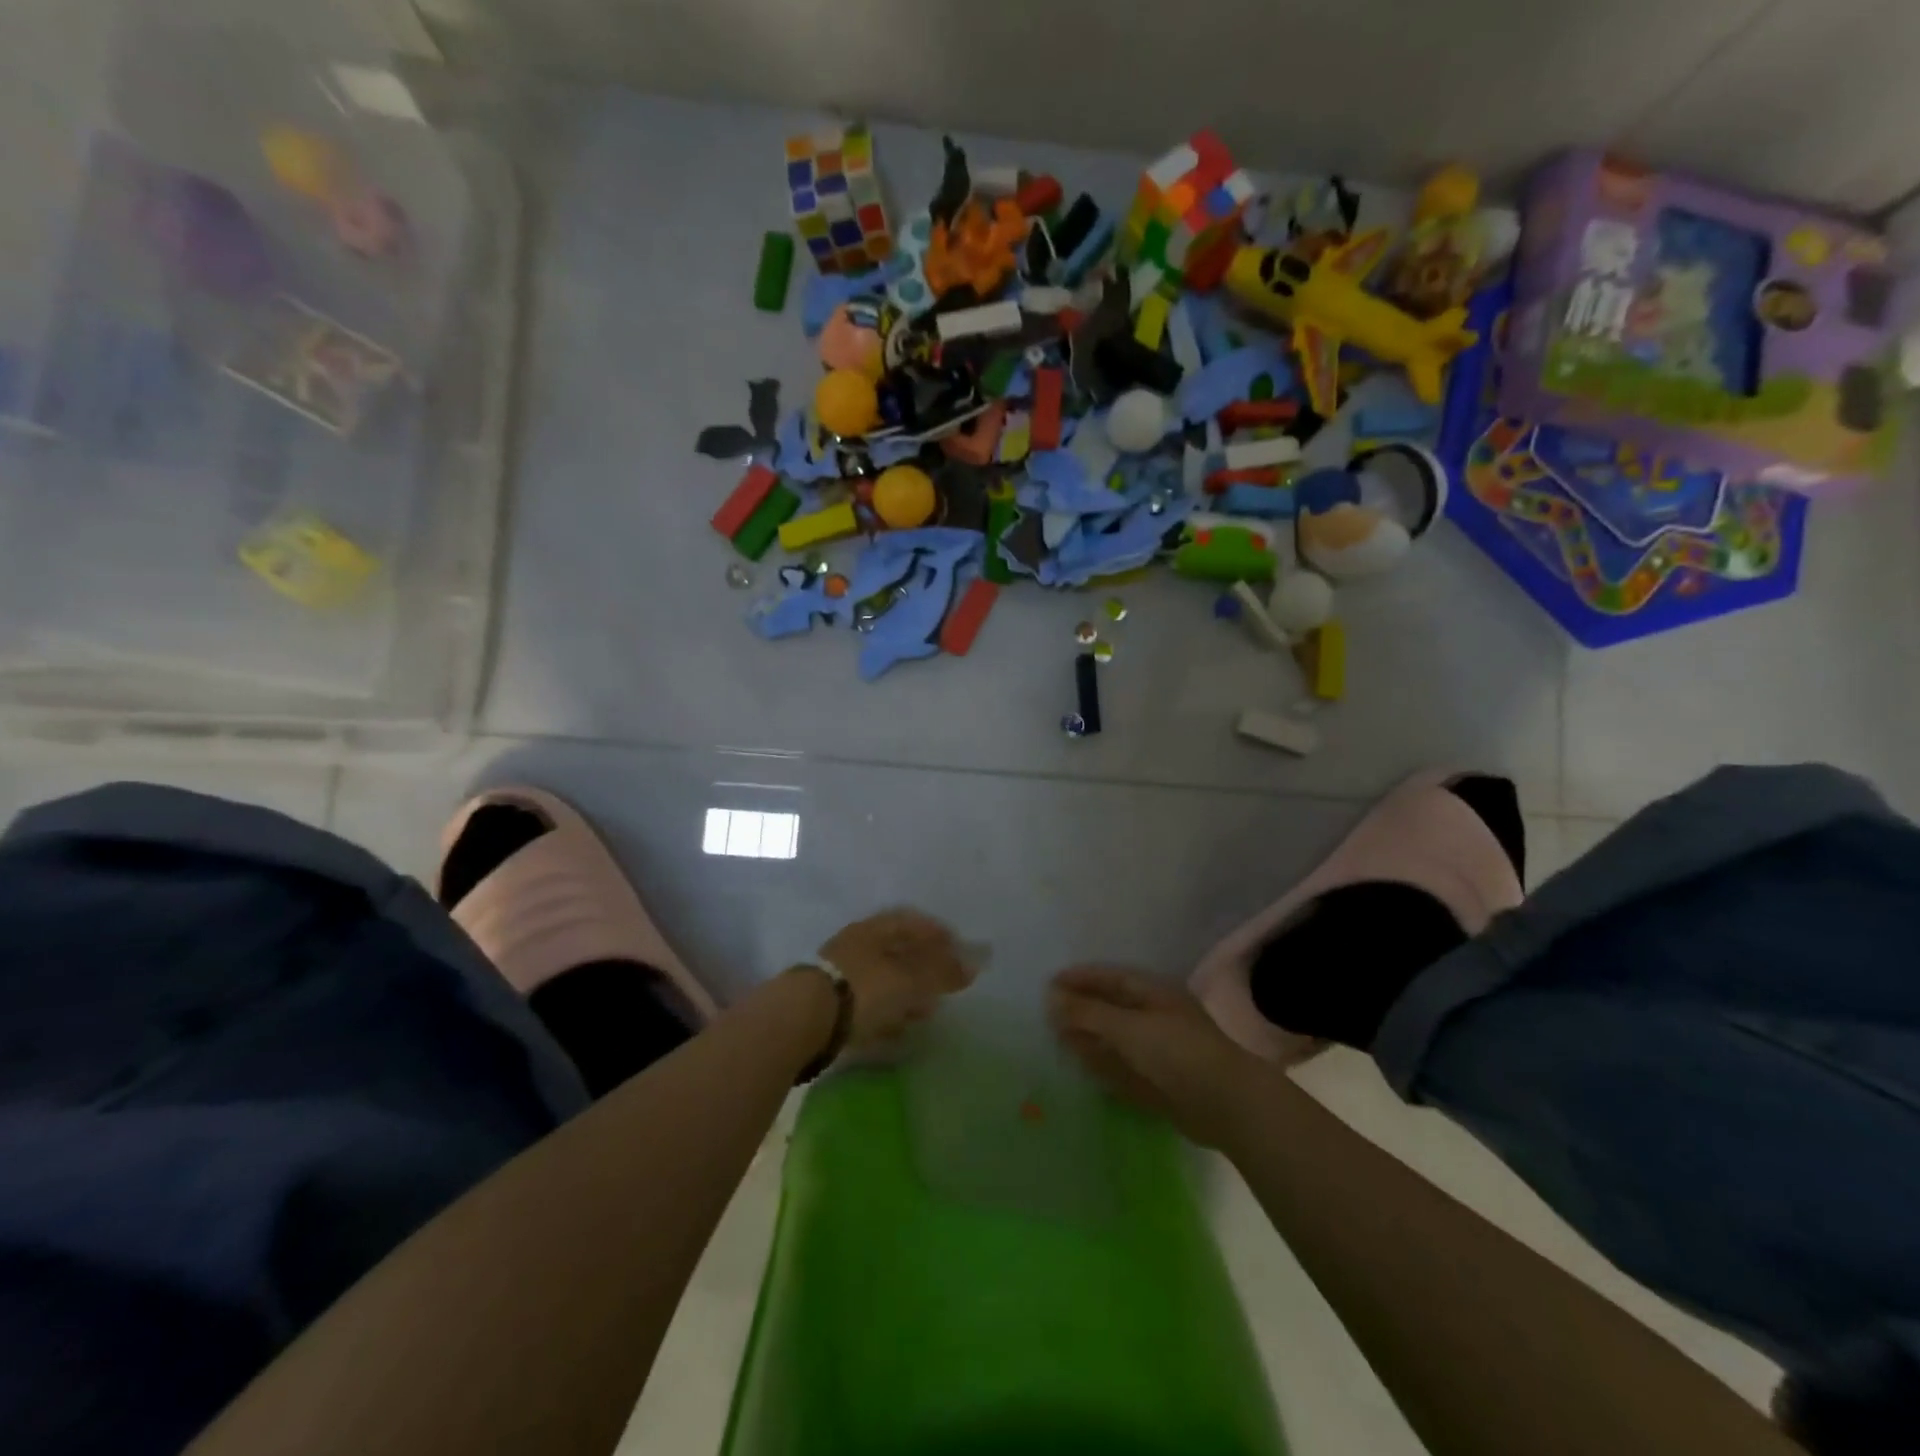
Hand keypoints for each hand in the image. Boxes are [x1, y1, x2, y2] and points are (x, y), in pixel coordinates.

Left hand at [820, 909, 976, 1050]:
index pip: (912, 922)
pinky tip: (899, 1028)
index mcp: (875, 929)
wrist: (804, 1020)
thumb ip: (942, 972)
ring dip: (907, 991)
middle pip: (898, 950)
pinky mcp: (832, 1004)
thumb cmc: (864, 989)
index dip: (938, 934)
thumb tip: (975, 964)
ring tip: (929, 1010)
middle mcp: (858, 944)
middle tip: (947, 982)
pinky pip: (869, 1002)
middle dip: (924, 966)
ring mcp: (842, 973)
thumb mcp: (910, 980)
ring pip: (884, 978)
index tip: (959, 950)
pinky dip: (888, 1011)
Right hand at [1048, 965, 1264, 1147]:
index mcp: (1154, 993)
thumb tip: (1052, 997)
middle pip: (1112, 1007)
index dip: (1081, 978)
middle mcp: (1156, 1017)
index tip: (1050, 983)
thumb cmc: (1176, 1052)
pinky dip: (1102, 1063)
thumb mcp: (1127, 1026)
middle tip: (1048, 1012)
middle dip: (1081, 1008)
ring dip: (1088, 1036)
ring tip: (1057, 1037)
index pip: (1111, 977)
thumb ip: (1088, 1013)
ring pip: (1116, 1038)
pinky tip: (1082, 1064)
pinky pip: (1123, 1066)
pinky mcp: (1160, 1081)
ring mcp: (1159, 1050)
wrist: (1226, 1104)